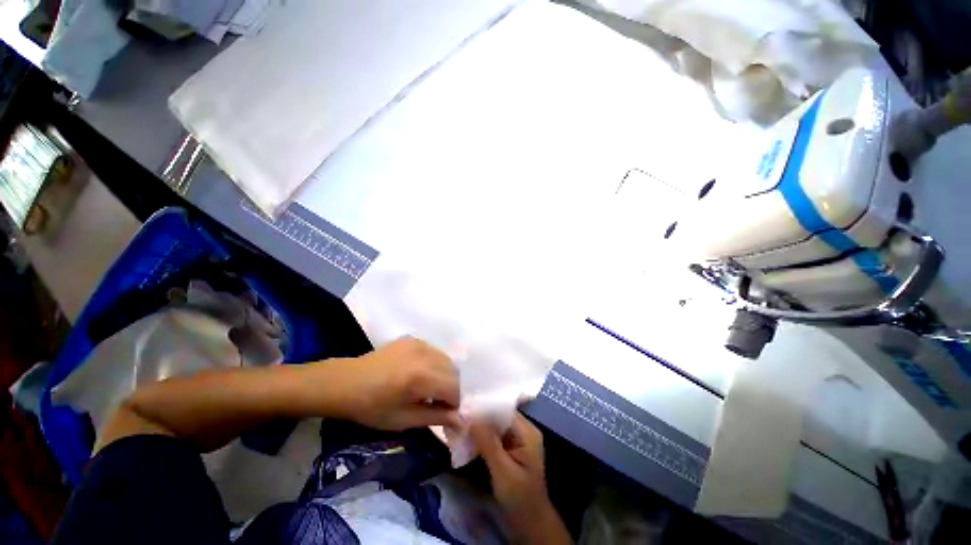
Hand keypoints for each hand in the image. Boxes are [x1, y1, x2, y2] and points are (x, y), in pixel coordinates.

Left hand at [321, 337, 461, 430]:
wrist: (346, 382)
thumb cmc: (372, 407)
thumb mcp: (404, 419)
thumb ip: (436, 417)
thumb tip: (462, 420)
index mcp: (421, 377)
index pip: (454, 387)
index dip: (454, 403)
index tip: (445, 414)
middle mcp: (425, 354)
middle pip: (454, 371)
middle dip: (451, 389)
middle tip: (438, 403)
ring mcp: (419, 343)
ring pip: (446, 359)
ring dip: (445, 375)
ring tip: (429, 388)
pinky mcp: (413, 339)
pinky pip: (435, 352)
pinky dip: (435, 364)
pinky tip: (420, 374)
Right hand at [471, 413, 570, 543]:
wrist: (530, 523)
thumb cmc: (519, 498)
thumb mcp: (502, 471)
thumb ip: (488, 442)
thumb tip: (470, 417)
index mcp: (527, 431)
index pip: (503, 410)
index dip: (484, 406)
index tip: (464, 406)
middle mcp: (523, 430)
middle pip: (499, 415)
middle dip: (479, 415)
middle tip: (458, 414)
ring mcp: (516, 439)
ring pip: (494, 424)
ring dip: (478, 425)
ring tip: (459, 422)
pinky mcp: (509, 448)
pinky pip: (493, 435)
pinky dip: (481, 435)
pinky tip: (467, 435)